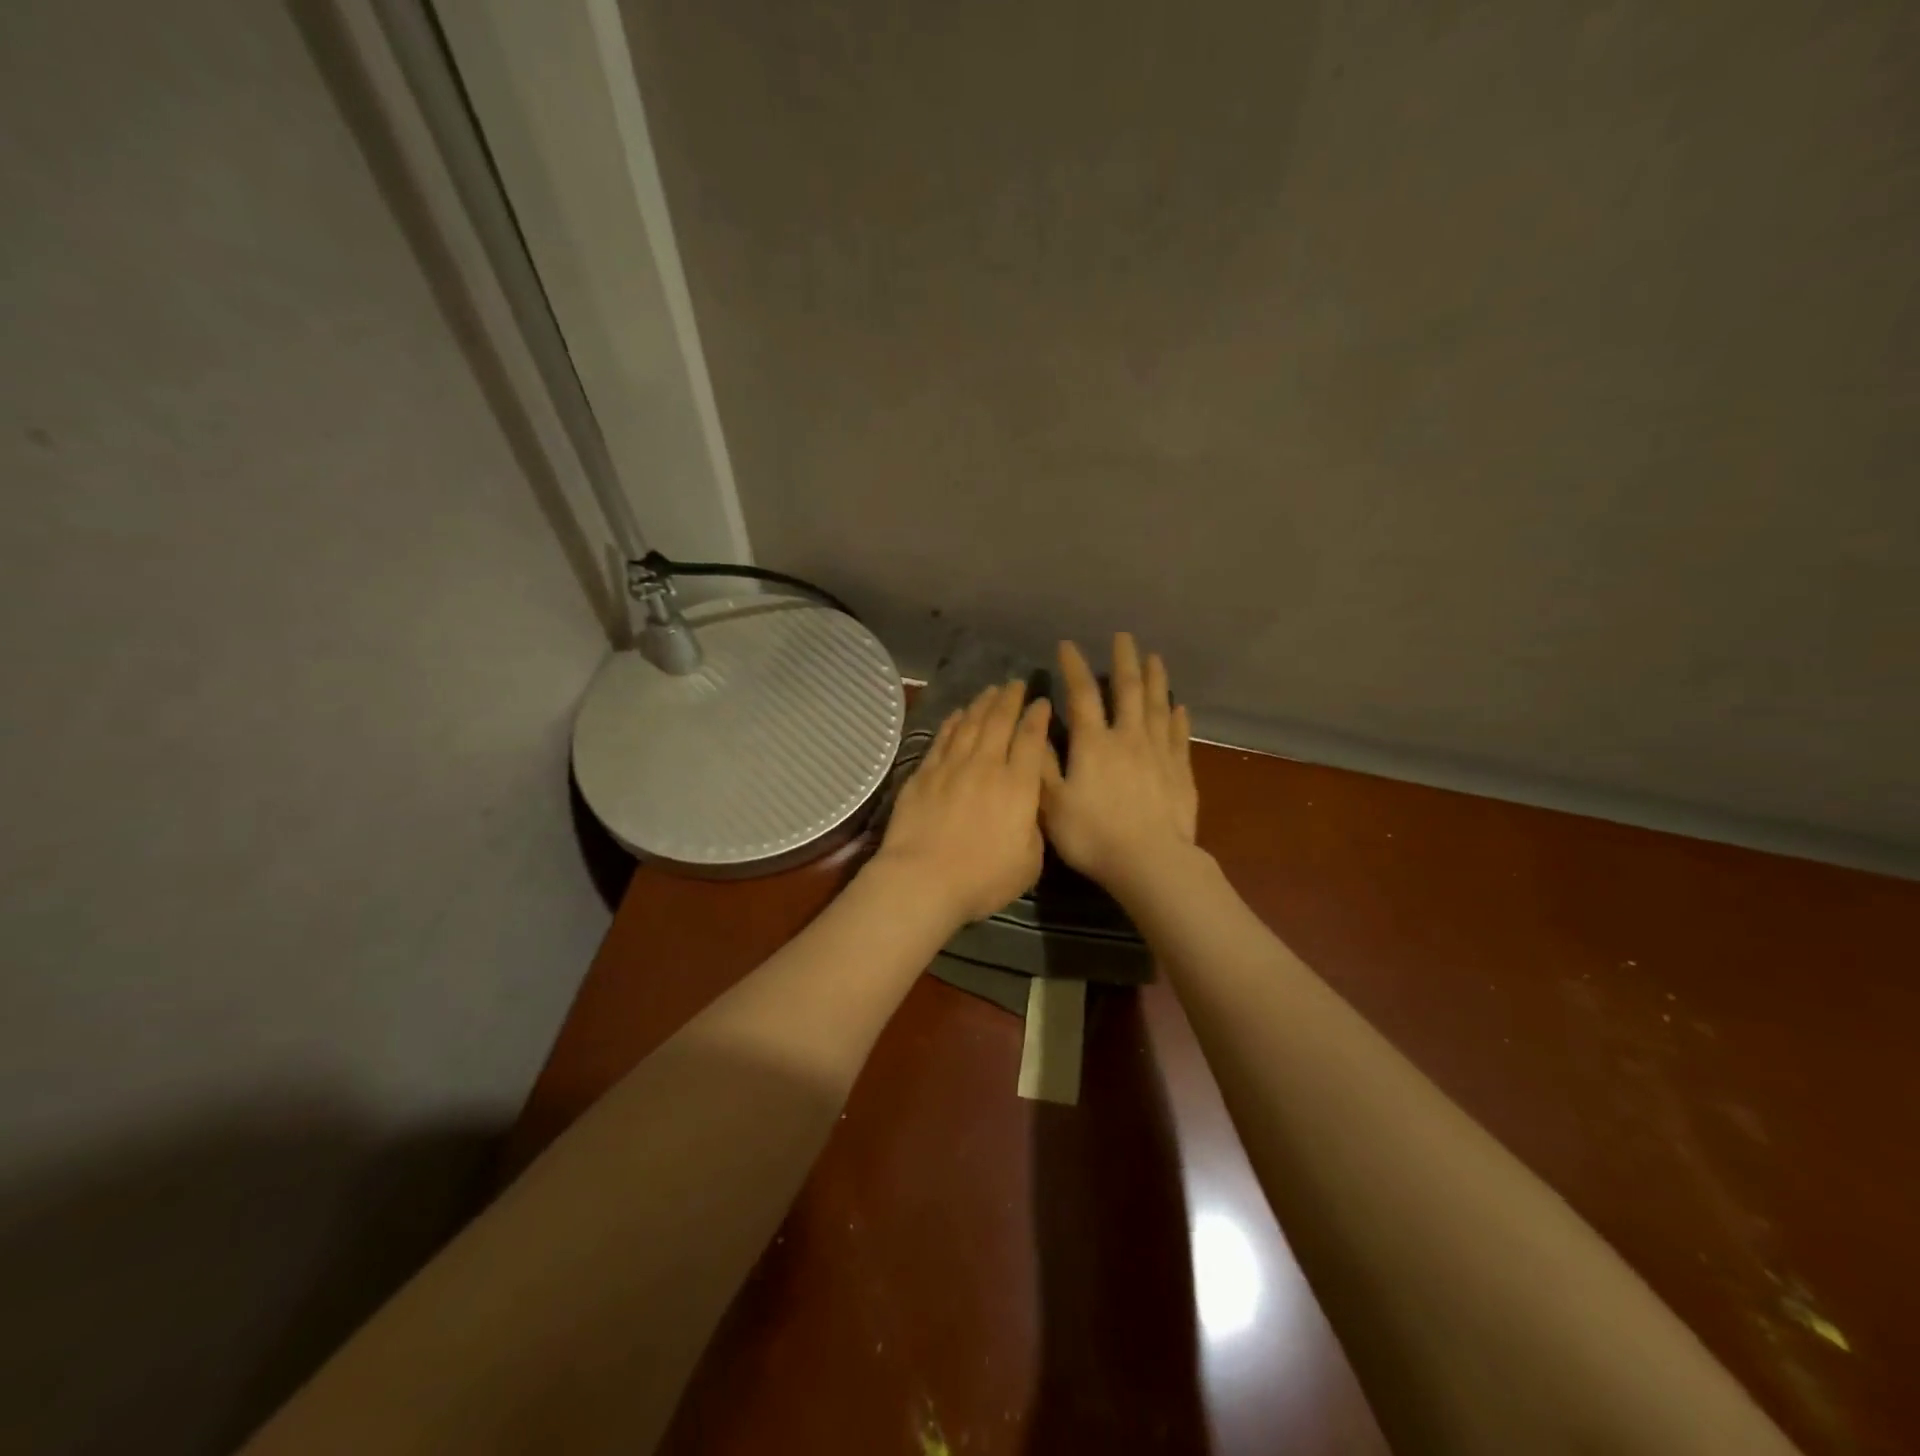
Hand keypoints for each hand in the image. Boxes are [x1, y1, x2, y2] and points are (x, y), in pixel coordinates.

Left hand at [872, 681, 1053, 926]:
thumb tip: (1032, 805)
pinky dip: (952, 723)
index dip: (1038, 717)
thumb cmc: (983, 879)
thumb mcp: (1030, 861)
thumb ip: (1035, 827)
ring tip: (990, 690)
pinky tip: (957, 714)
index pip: (1031, 740)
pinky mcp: (923, 775)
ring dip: (982, 704)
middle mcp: (986, 766)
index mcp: (1018, 786)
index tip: (1042, 702)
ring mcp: (951, 767)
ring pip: (970, 724)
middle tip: (1016, 683)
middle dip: (1010, 699)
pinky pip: (942, 739)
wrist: (923, 880)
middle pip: (1000, 722)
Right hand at [1041, 633, 1198, 896]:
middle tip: (1124, 637)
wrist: (1150, 862)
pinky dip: (1178, 717)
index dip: (1074, 668)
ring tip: (1155, 658)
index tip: (1068, 645)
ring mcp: (1158, 752)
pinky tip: (1180, 707)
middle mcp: (1128, 738)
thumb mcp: (1052, 804)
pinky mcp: (1180, 771)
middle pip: (1128, 690)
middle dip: (1124, 661)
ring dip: (1156, 679)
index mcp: (1093, 743)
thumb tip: (1038, 726)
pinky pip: (1179, 735)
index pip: (1082, 695)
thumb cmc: (1093, 835)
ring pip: (1158, 706)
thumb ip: (1044, 764)